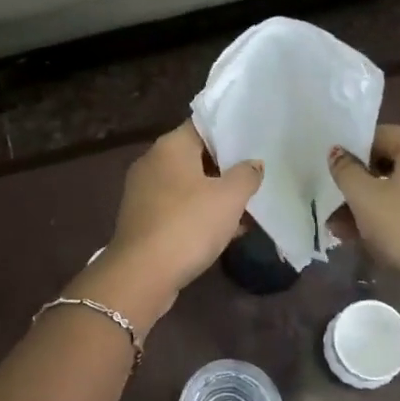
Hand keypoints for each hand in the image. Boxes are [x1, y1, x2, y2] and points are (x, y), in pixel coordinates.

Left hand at [83, 122, 262, 329]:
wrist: (142, 275)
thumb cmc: (188, 225)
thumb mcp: (229, 198)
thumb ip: (246, 175)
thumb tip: (253, 164)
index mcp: (170, 146)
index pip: (203, 126)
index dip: (230, 132)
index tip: (255, 141)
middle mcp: (153, 162)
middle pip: (196, 156)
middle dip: (226, 167)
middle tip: (257, 175)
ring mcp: (145, 192)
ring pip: (189, 186)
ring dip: (215, 195)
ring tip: (248, 206)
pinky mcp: (144, 220)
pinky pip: (179, 209)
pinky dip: (200, 215)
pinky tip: (227, 231)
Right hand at [329, 125, 399, 297]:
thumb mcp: (363, 198)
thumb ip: (346, 171)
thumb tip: (337, 152)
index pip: (379, 135)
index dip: (352, 153)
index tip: (335, 175)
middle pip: (391, 165)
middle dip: (361, 186)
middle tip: (336, 207)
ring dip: (374, 206)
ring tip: (346, 231)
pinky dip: (397, 217)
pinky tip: (373, 239)